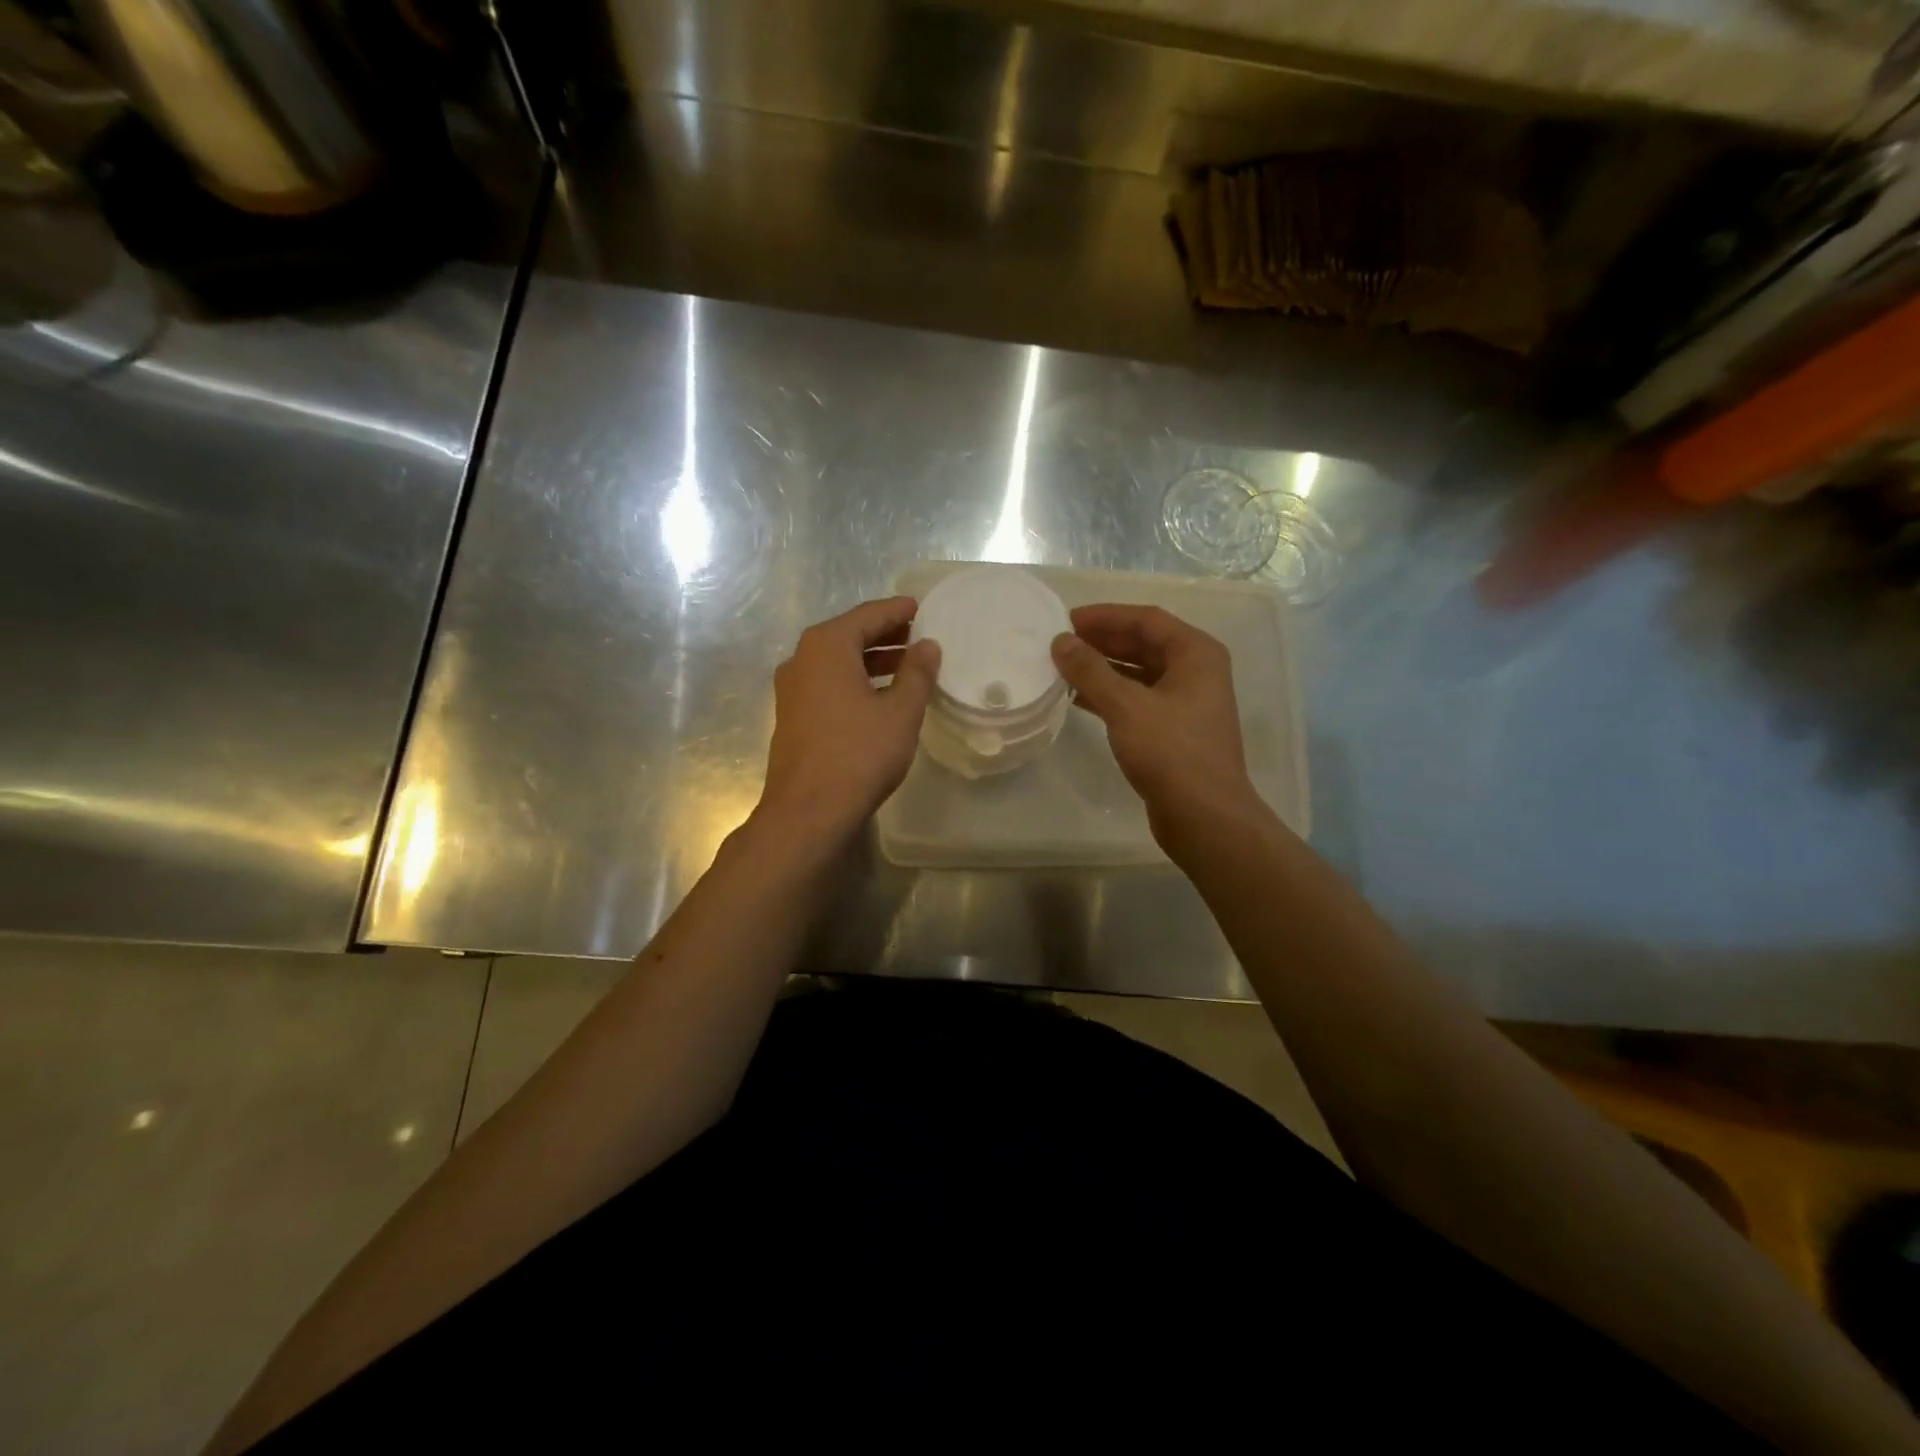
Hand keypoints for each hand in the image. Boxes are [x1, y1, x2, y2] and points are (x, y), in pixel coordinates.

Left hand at [757, 596, 939, 842]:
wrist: (809, 810)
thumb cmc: (860, 753)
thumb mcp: (900, 710)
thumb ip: (917, 673)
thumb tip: (927, 645)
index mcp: (827, 646)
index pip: (868, 615)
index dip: (897, 611)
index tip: (921, 607)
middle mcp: (802, 659)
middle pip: (849, 635)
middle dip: (885, 635)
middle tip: (919, 636)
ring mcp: (792, 689)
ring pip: (837, 662)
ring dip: (871, 660)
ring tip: (906, 666)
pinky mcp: (792, 716)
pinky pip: (828, 684)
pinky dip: (855, 681)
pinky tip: (879, 696)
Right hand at [1051, 604, 1260, 847]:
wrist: (1204, 816)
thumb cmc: (1171, 752)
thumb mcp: (1126, 706)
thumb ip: (1090, 670)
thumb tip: (1061, 642)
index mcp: (1196, 654)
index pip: (1146, 619)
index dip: (1106, 616)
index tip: (1067, 619)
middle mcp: (1196, 672)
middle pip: (1143, 644)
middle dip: (1102, 641)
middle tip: (1061, 643)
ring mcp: (1186, 703)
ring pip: (1138, 673)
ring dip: (1103, 669)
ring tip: (1063, 668)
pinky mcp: (1173, 731)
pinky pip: (1137, 700)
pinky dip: (1109, 696)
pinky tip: (1077, 699)